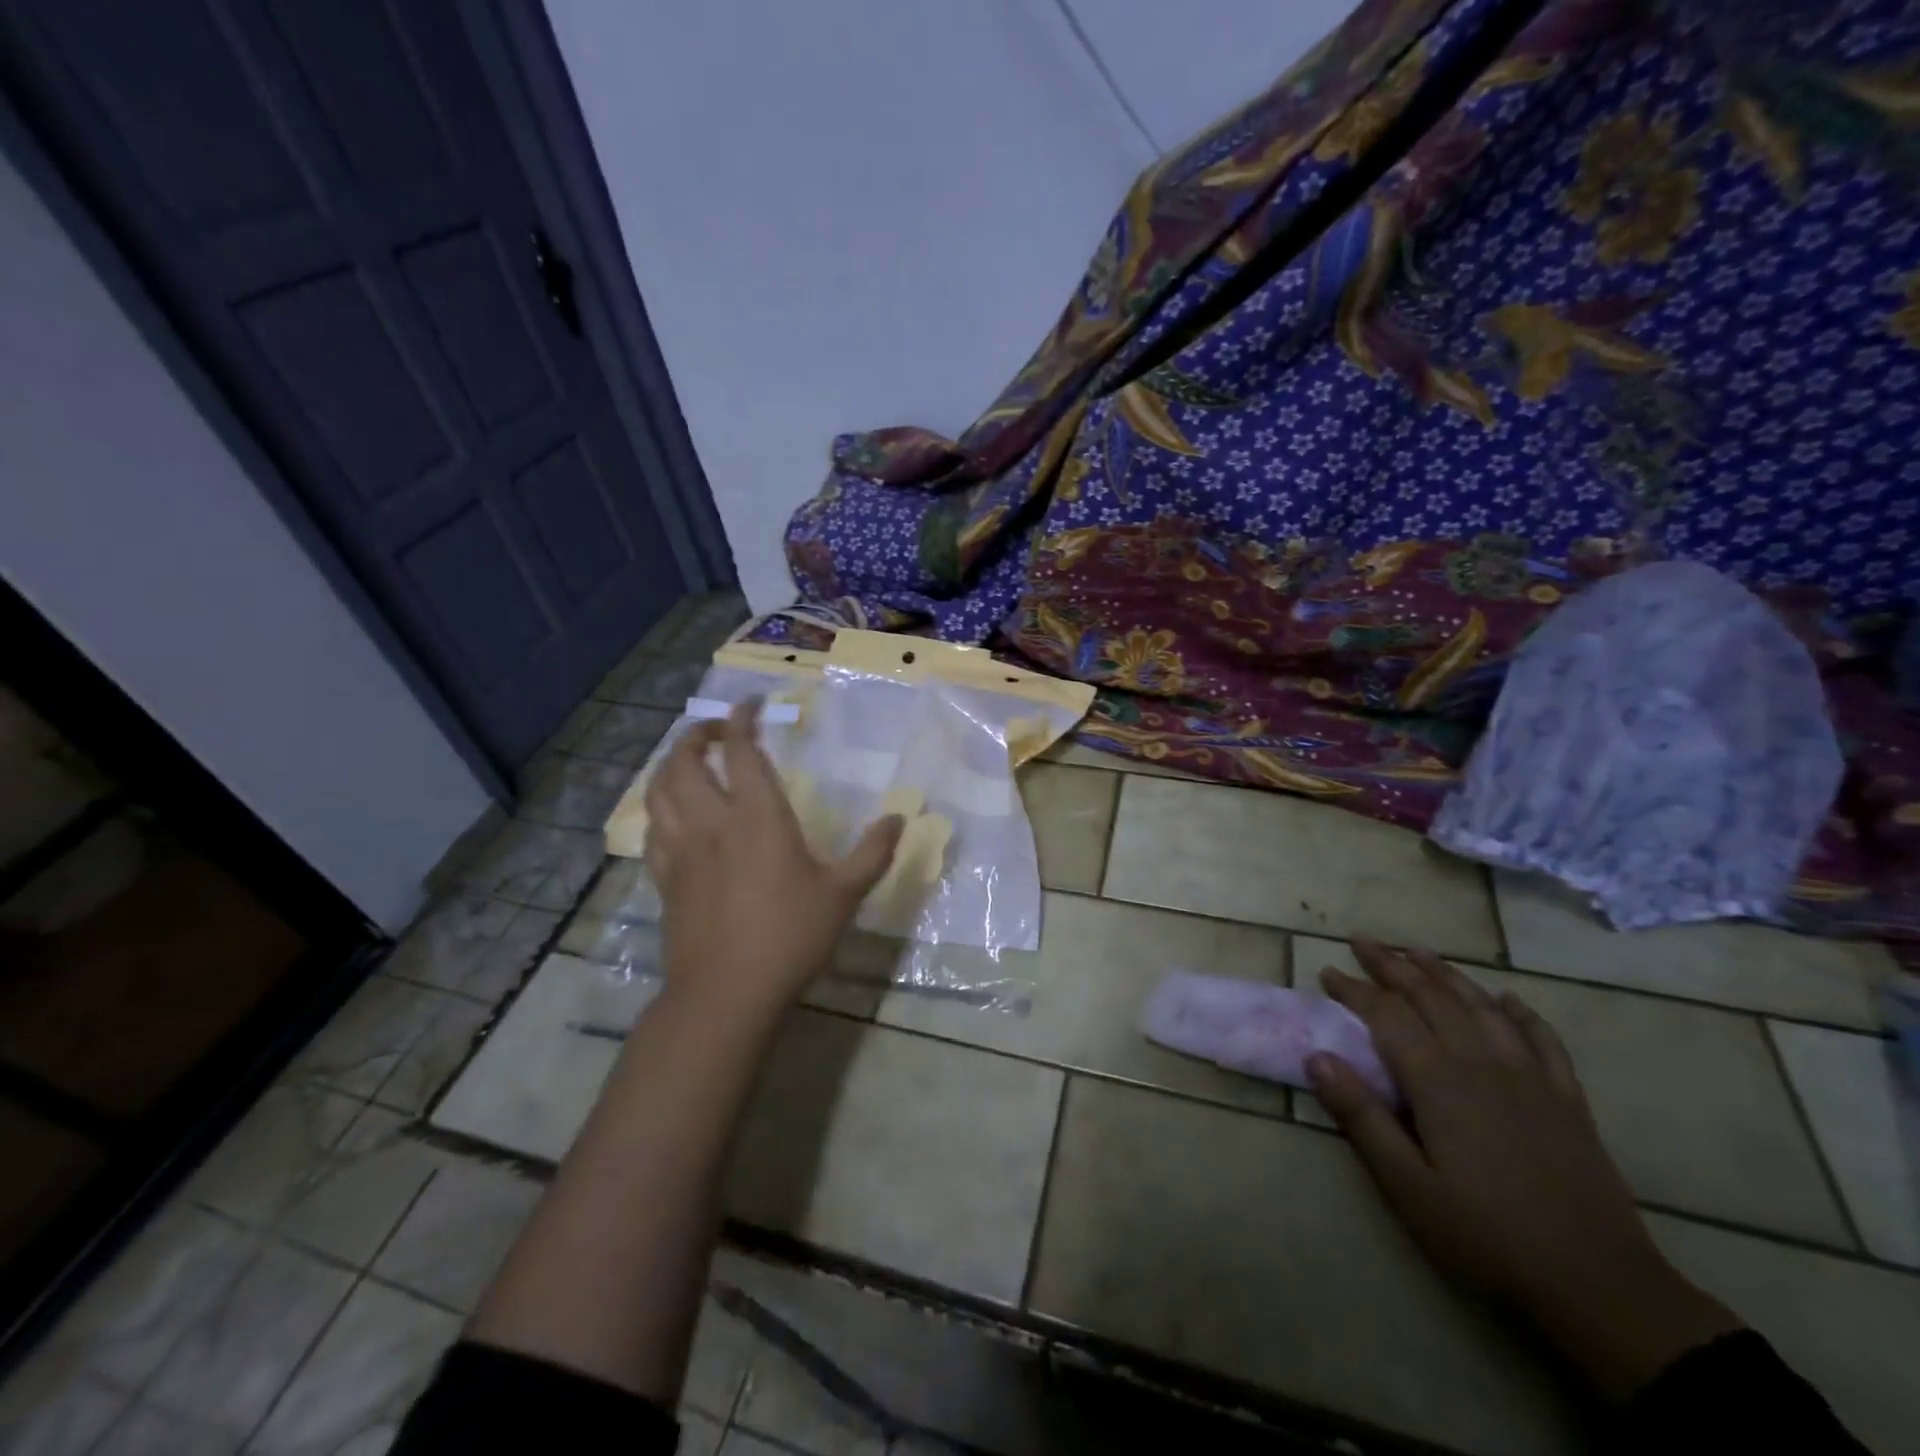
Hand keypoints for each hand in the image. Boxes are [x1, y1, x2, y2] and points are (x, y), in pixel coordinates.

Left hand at [645, 700, 901, 1023]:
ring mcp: (681, 850)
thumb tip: (898, 819)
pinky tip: (673, 817)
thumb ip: (872, 853)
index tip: (750, 704)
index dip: (741, 719)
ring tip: (690, 764)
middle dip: (697, 735)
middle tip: (717, 733)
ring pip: (659, 790)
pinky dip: (660, 809)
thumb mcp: (844, 895)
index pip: (740, 750)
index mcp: (757, 817)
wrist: (726, 993)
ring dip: (670, 766)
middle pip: (684, 761)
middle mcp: (712, 822)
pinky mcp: (664, 878)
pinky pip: (652, 829)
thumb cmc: (790, 937)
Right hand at [1308, 940, 1740, 1400]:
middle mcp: (1482, 1063)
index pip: (1387, 1015)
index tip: (1327, 971)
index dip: (1354, 989)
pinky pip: (1542, 1039)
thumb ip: (1361, 1116)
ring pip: (1481, 1006)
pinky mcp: (1568, 1099)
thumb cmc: (1487, 1236)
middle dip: (1393, 965)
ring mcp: (1531, 1077)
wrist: (1600, 1287)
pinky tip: (1507, 1000)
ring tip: (1418, 952)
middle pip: (1432, 997)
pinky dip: (1520, 1013)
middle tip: (1363, 941)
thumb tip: (1317, 1057)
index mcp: (1439, 1081)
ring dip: (1446, 974)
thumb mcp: (1408, 1185)